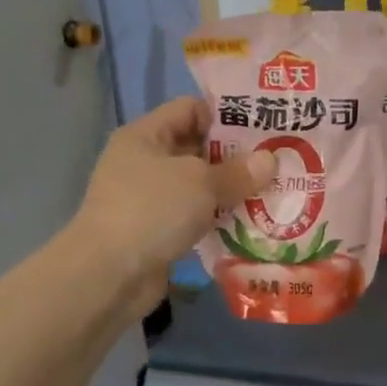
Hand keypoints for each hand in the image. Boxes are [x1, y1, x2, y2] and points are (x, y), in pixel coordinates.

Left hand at [65, 97, 275, 314]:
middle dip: (237, 156)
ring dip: (232, 190)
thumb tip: (270, 160)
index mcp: (146, 136)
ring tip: (273, 191)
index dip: (226, 115)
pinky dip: (220, 219)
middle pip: (199, 148)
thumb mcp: (201, 182)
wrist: (108, 276)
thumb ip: (238, 171)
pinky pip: (196, 216)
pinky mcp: (158, 231)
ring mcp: (150, 199)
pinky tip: (253, 222)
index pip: (191, 109)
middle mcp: (145, 162)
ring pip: (200, 186)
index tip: (264, 127)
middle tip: (278, 160)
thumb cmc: (152, 210)